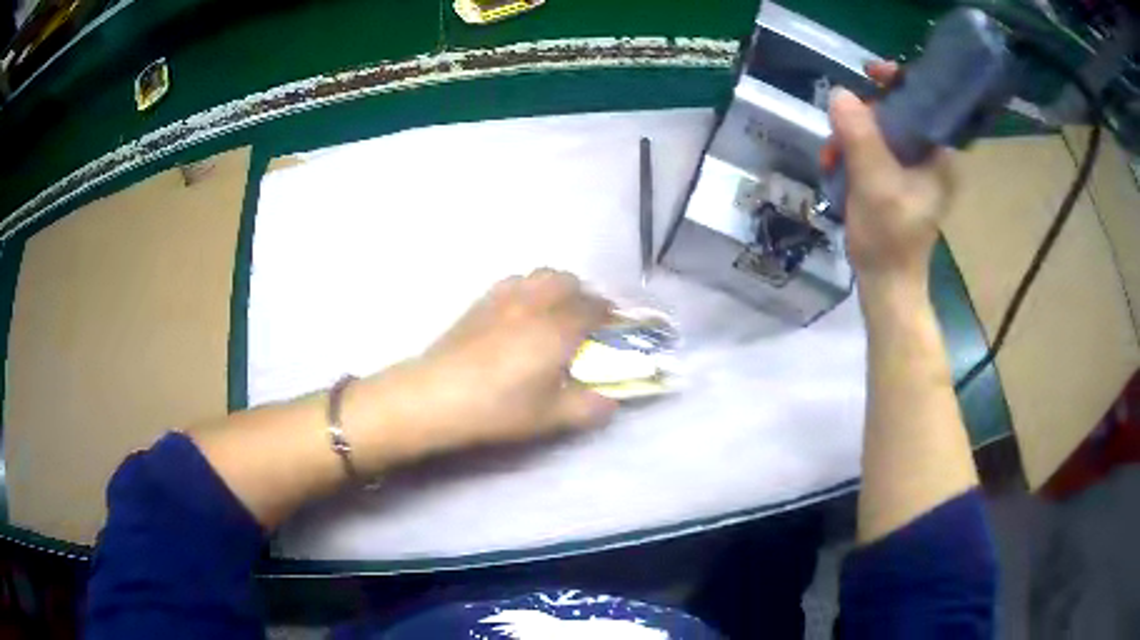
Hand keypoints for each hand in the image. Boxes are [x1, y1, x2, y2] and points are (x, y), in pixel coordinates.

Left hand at [384, 269, 618, 454]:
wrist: (436, 395)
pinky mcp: (481, 301)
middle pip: (570, 282)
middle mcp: (536, 303)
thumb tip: (611, 401)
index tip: (616, 329)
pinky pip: (515, 281)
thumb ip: (587, 407)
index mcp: (558, 329)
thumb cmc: (497, 408)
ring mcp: (506, 297)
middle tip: (587, 322)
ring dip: (559, 287)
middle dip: (585, 296)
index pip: (595, 309)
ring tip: (557, 311)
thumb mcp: (549, 417)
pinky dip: (531, 288)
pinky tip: (523, 311)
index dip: (610, 316)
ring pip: (542, 275)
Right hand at [821, 61, 955, 292]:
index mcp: (940, 155)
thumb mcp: (874, 183)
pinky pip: (874, 149)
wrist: (886, 284)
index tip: (868, 74)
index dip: (896, 81)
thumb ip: (860, 136)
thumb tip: (840, 94)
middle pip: (897, 112)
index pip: (922, 100)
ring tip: (831, 158)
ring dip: (851, 138)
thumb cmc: (889, 238)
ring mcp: (915, 169)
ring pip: (881, 130)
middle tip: (838, 133)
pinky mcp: (899, 179)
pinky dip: (852, 153)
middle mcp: (932, 157)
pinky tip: (836, 166)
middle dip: (863, 117)